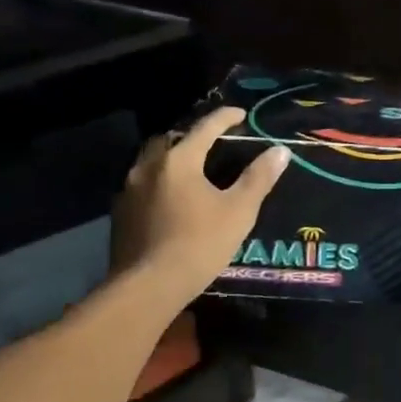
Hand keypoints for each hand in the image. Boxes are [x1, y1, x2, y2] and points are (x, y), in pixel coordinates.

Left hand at [111, 108, 288, 293]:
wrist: (148, 286)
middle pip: (171, 138)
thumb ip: (259, 178)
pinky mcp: (120, 213)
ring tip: (191, 168)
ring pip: (151, 160)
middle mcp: (149, 166)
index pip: (205, 127)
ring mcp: (129, 189)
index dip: (225, 118)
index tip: (241, 114)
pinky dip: (159, 180)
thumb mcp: (239, 210)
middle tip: (212, 143)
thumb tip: (280, 151)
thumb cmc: (200, 244)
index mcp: (179, 160)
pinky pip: (141, 183)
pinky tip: (171, 198)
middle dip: (192, 135)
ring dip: (171, 157)